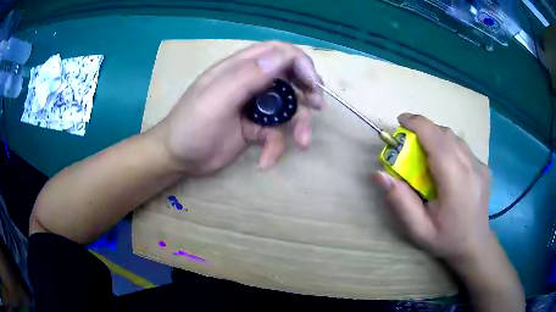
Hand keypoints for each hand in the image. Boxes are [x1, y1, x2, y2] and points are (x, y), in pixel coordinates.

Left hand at [153, 41, 324, 174]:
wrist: (178, 158)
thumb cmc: (191, 126)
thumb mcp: (216, 99)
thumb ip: (247, 76)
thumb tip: (283, 56)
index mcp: (239, 68)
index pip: (277, 52)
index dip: (299, 62)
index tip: (312, 83)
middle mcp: (250, 83)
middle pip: (289, 77)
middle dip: (307, 90)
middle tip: (317, 107)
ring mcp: (254, 106)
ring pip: (288, 107)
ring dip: (299, 124)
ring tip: (303, 143)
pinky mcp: (255, 128)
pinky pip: (275, 133)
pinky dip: (275, 147)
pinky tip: (266, 161)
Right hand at [374, 113, 492, 264]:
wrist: (475, 244)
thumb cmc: (446, 239)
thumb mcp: (418, 229)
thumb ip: (400, 201)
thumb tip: (379, 174)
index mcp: (456, 182)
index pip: (437, 140)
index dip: (417, 124)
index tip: (400, 121)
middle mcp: (472, 167)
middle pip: (445, 134)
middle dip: (424, 130)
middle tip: (408, 143)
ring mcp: (480, 165)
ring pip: (454, 138)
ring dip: (436, 137)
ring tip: (425, 153)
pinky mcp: (483, 166)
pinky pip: (462, 147)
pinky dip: (447, 146)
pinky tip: (444, 165)